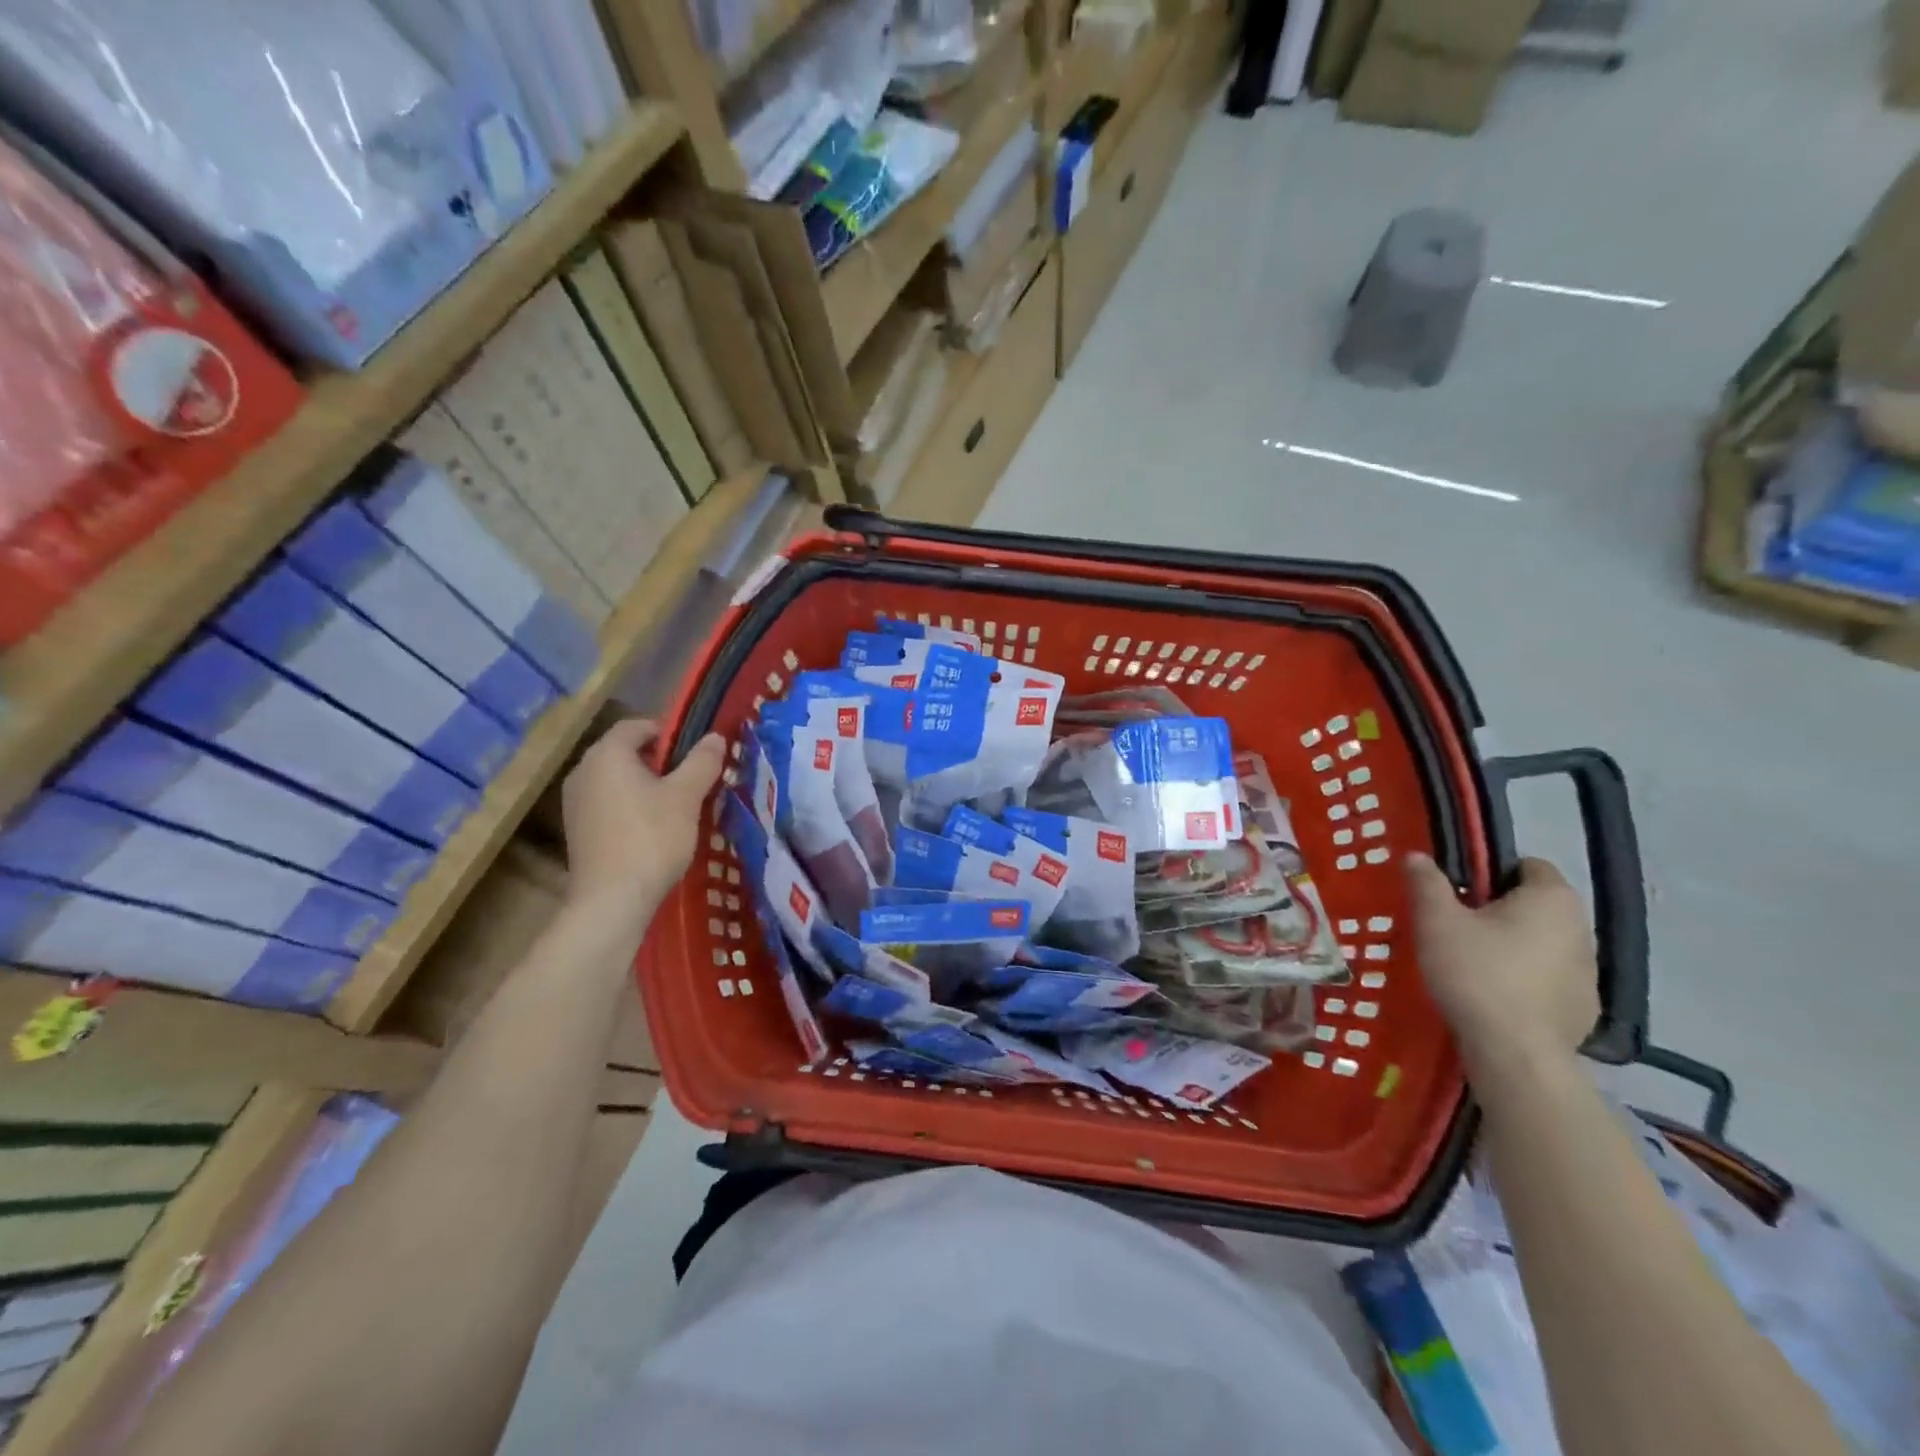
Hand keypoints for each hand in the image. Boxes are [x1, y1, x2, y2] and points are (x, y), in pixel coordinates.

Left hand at [561, 719, 724, 918]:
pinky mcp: (577, 829)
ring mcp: (575, 802)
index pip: (637, 725)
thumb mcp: (686, 796)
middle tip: (693, 779)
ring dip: (648, 785)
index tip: (696, 752)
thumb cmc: (651, 838)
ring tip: (679, 806)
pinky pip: (609, 803)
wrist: (612, 900)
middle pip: (626, 752)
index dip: (670, 732)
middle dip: (661, 761)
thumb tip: (715, 737)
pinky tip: (655, 829)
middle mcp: (583, 771)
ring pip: (618, 779)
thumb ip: (702, 762)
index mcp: (606, 754)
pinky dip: (632, 806)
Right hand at [1406, 852, 1597, 1076]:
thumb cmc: (1476, 973)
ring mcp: (1589, 972)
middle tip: (1457, 925)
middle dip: (1500, 909)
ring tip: (1473, 963)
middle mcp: (1581, 928)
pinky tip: (1496, 995)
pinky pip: (1549, 978)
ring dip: (1515, 944)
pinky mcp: (1584, 1008)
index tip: (1459, 891)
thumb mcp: (1437, 921)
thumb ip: (1427, 883)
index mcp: (1551, 898)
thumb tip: (1418, 855)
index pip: (1528, 864)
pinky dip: (1527, 979)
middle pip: (1535, 904)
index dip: (1491, 871)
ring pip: (1543, 942)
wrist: (1516, 1054)